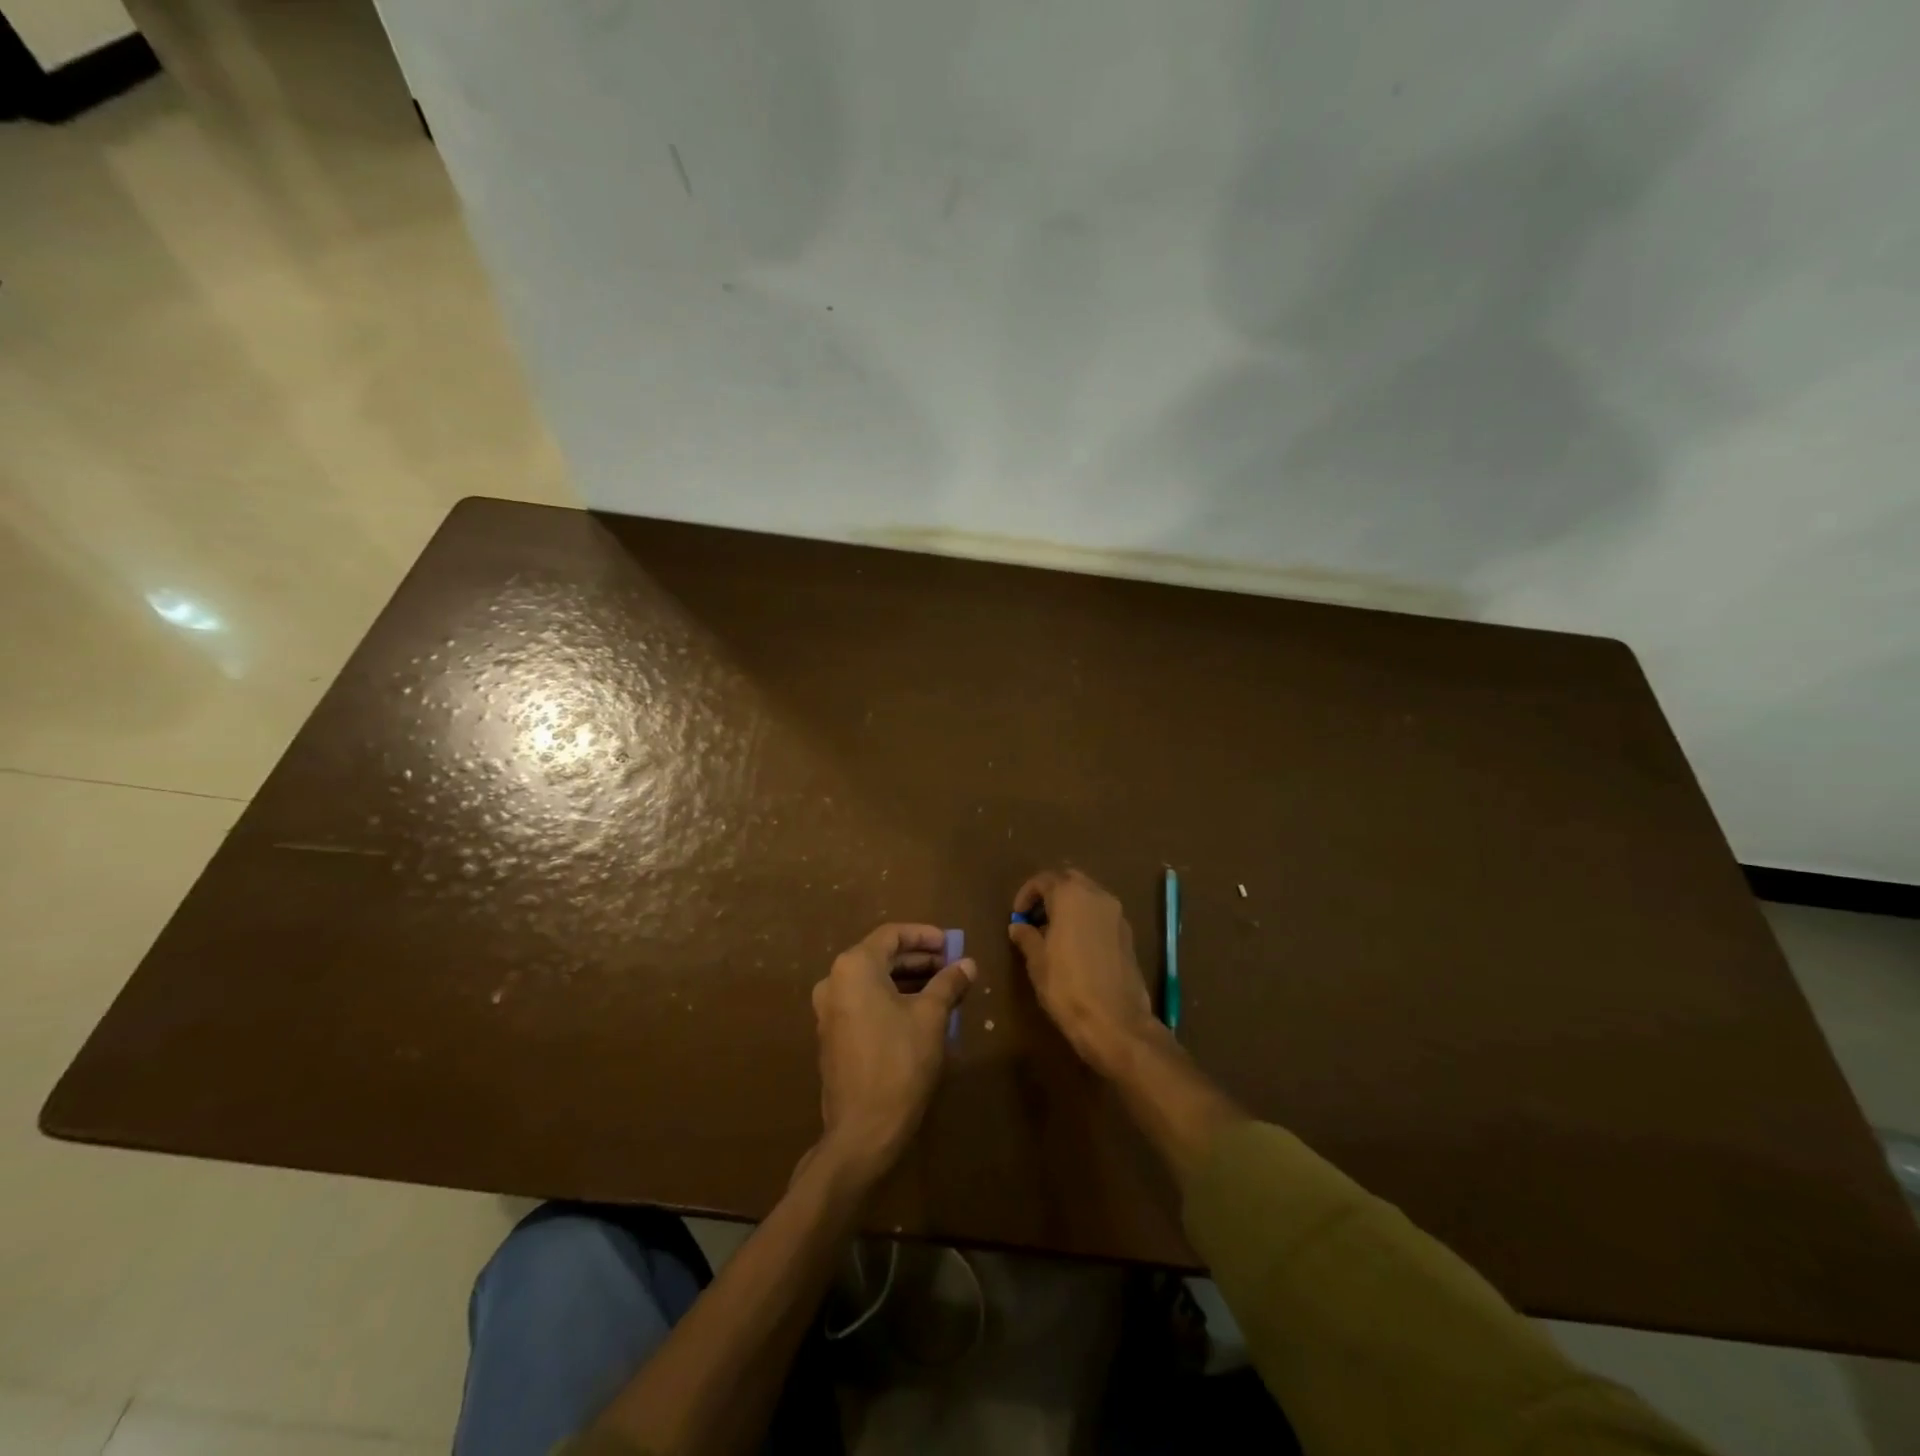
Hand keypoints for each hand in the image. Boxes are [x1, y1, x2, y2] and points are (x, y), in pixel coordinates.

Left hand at [811, 923, 974, 1183]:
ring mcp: (829, 1010)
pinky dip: (891, 999)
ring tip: (943, 988)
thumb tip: (968, 964)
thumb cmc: (899, 1062)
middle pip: (881, 956)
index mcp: (854, 967)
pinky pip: (864, 1002)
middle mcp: (834, 981)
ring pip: (873, 981)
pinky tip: (920, 1012)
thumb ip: (949, 983)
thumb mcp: (931, 1017)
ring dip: (908, 980)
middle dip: (919, 959)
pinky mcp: (833, 1035)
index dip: (924, 935)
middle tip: (951, 965)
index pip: (892, 935)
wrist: (862, 1129)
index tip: (951, 944)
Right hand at [1009, 869, 1159, 1075]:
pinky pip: (1101, 914)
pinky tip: (1076, 946)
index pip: (1043, 879)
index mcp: (1070, 895)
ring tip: (1053, 934)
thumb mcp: (1037, 961)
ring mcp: (1117, 913)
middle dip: (1050, 894)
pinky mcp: (1128, 933)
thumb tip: (1018, 926)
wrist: (1115, 1022)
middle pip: (1069, 881)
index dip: (1026, 894)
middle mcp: (1097, 895)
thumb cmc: (1067, 987)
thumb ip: (1026, 936)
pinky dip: (1086, 919)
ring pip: (1088, 896)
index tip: (1017, 916)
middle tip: (1035, 919)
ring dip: (1069, 906)